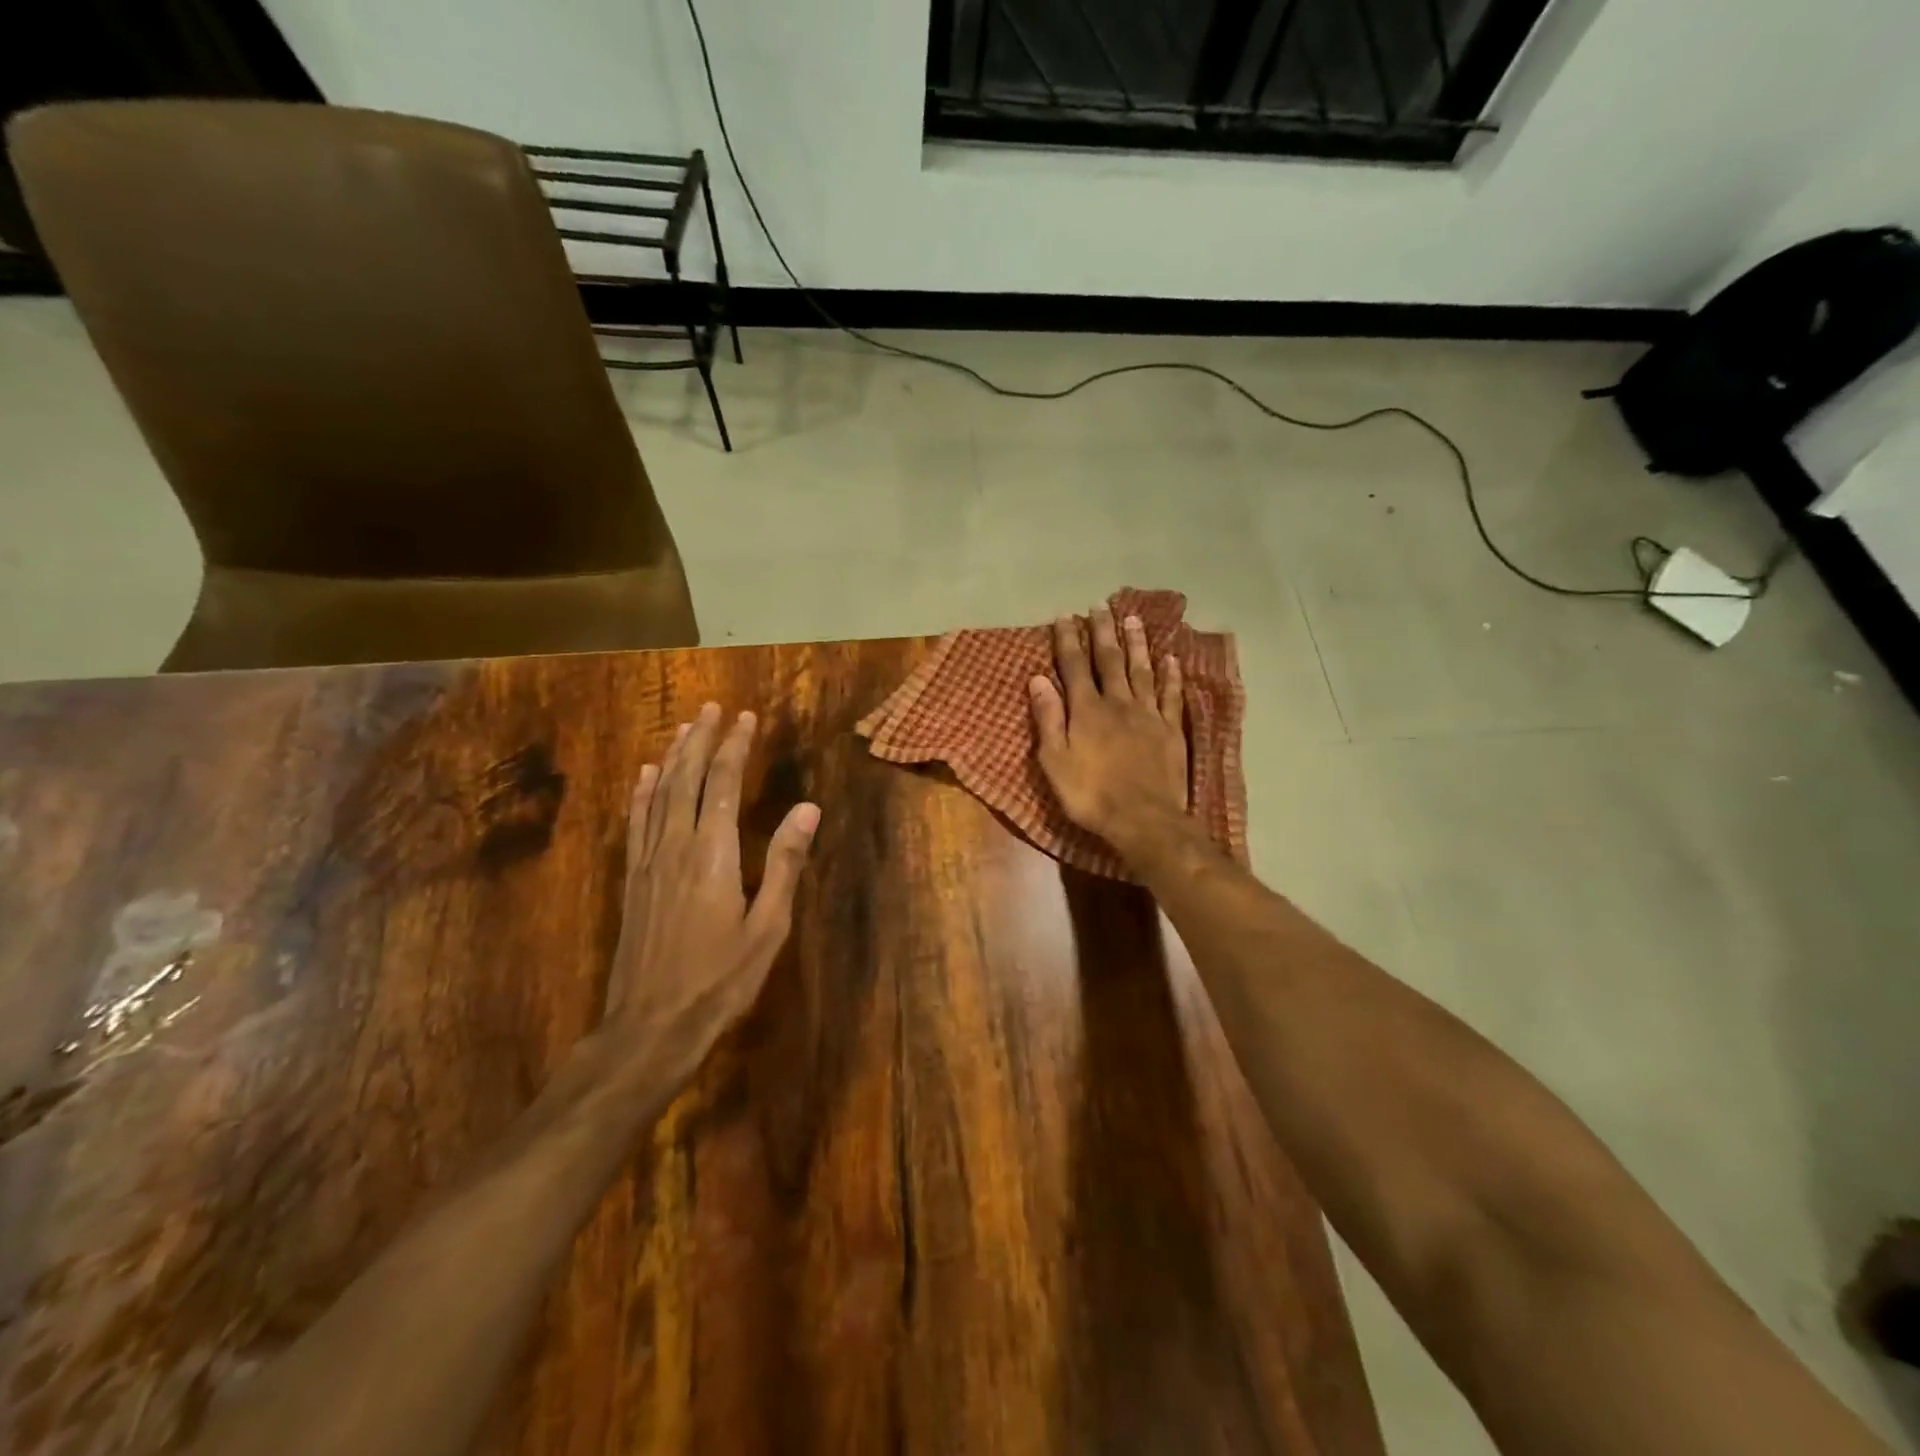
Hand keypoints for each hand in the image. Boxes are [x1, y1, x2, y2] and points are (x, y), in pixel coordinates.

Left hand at [603, 702, 819, 1088]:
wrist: (650, 1027)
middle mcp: (676, 846)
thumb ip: (786, 863)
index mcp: (714, 854)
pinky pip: (637, 823)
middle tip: (713, 708)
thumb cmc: (721, 980)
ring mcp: (648, 862)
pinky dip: (642, 793)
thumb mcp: (768, 927)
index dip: (734, 747)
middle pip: (687, 779)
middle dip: (702, 740)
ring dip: (672, 756)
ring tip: (684, 727)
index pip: (724, 785)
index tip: (746, 718)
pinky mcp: (633, 880)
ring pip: (659, 794)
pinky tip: (645, 775)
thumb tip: (808, 808)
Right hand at [1028, 605, 1188, 860]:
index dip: (1069, 641)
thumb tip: (1038, 679)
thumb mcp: (1055, 760)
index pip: (1074, 667)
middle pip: (1109, 661)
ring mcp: (1148, 714)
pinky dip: (1170, 675)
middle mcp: (1118, 703)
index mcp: (1086, 710)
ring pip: (1142, 670)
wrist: (1143, 819)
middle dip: (1103, 632)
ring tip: (1132, 619)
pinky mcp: (1171, 729)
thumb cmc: (1090, 794)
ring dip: (1136, 644)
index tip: (1065, 617)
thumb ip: (1048, 718)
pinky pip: (1171, 695)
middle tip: (1100, 607)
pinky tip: (1170, 658)